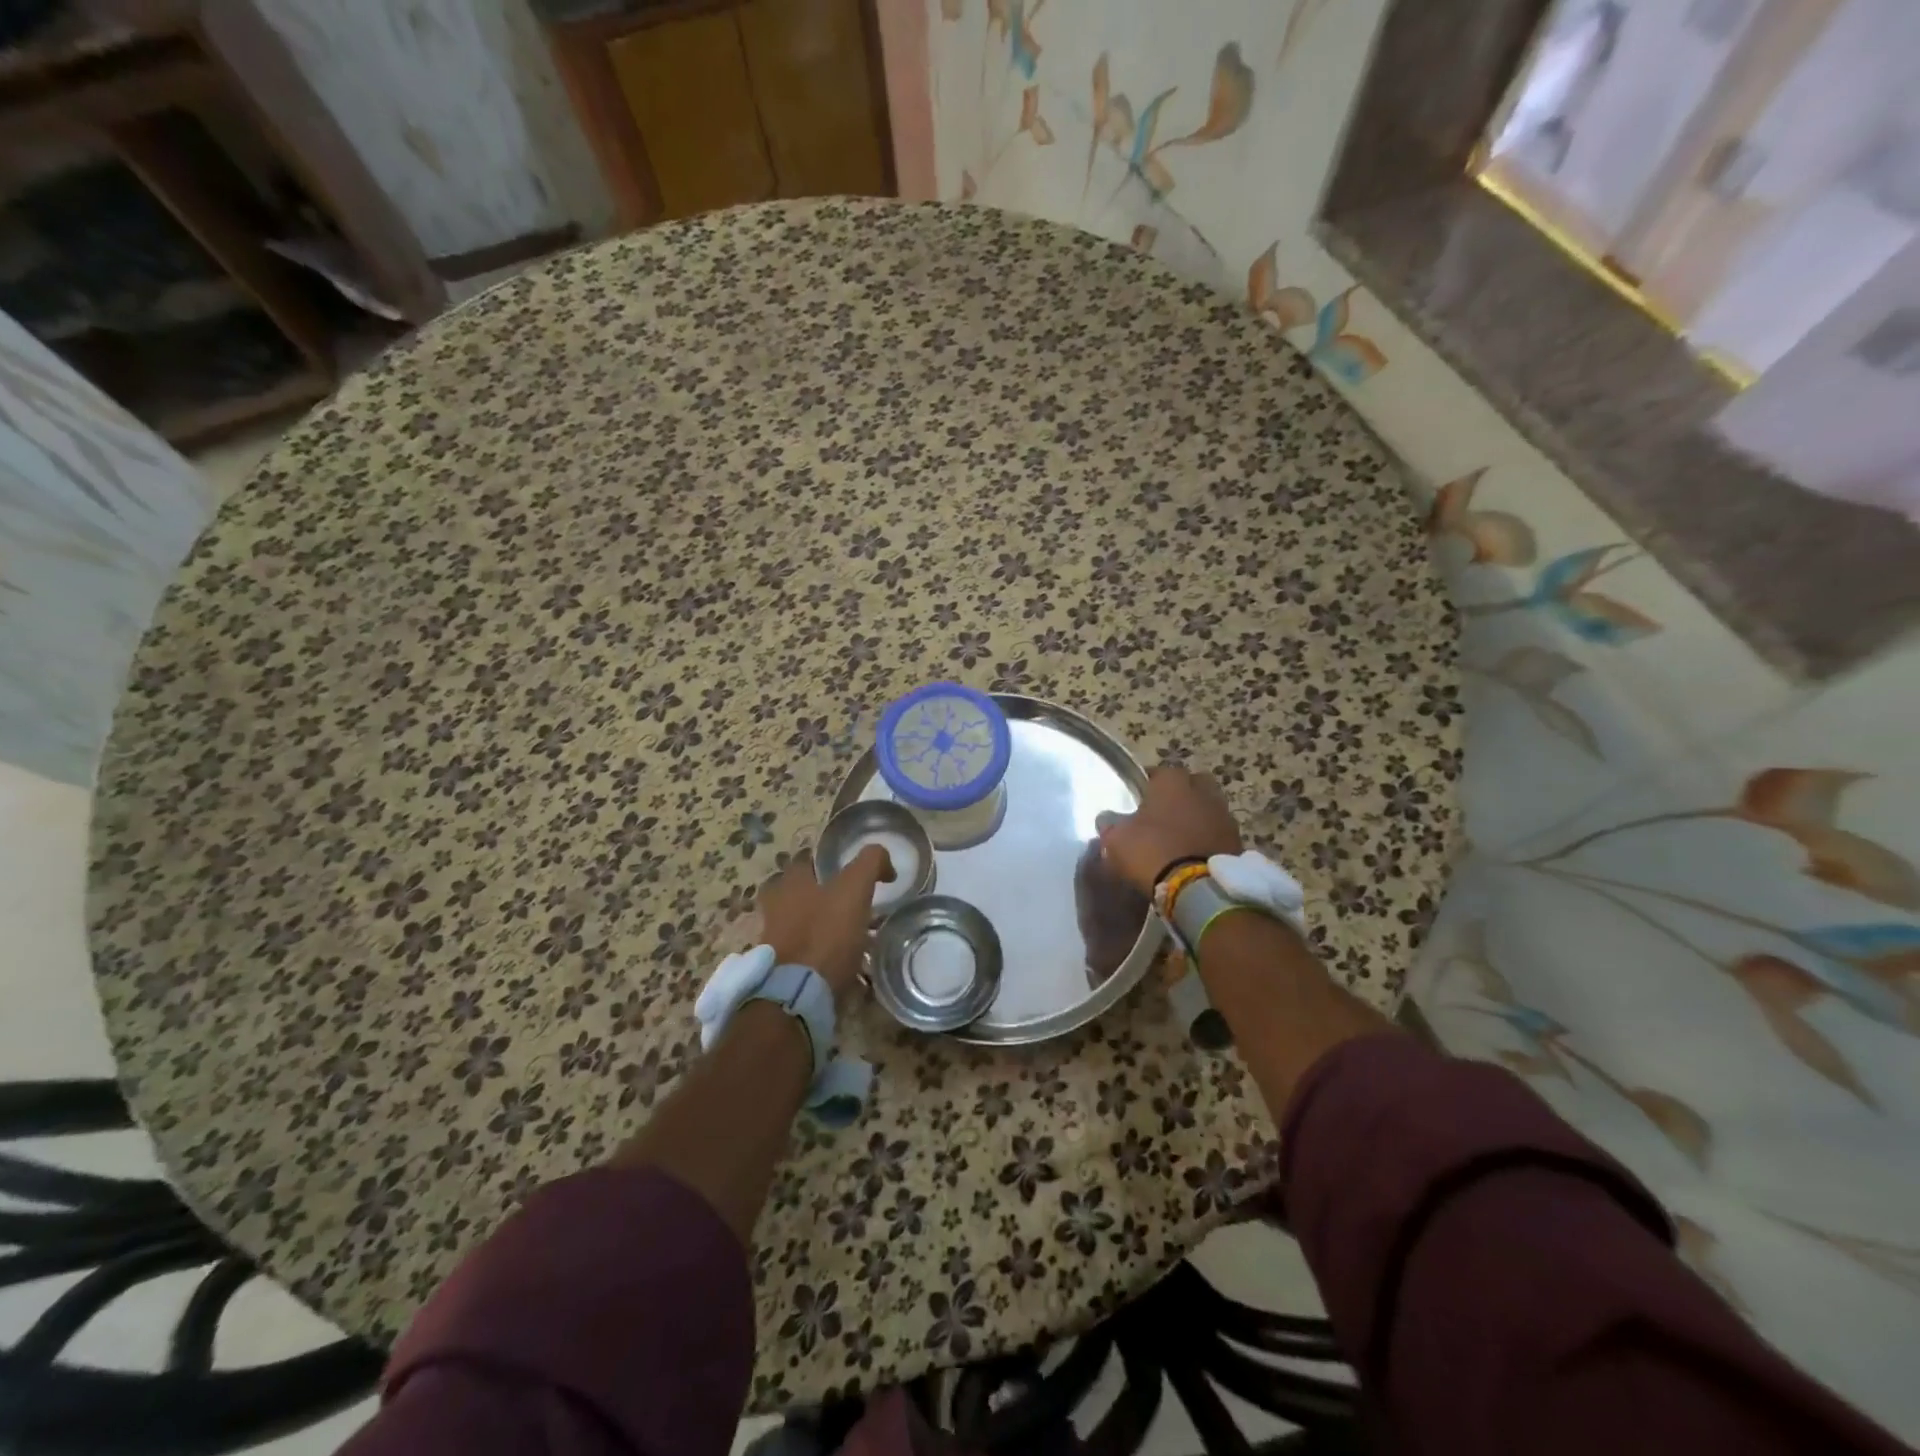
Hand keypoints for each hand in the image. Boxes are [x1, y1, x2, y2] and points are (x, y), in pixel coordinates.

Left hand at [758, 846, 894, 1000]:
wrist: (797, 995)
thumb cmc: (824, 935)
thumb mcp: (854, 889)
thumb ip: (870, 864)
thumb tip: (884, 861)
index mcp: (789, 886)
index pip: (806, 863)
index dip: (829, 865)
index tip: (853, 875)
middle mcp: (776, 910)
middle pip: (801, 896)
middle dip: (823, 899)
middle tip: (854, 908)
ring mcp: (777, 943)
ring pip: (804, 928)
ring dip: (825, 931)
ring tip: (857, 941)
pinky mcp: (783, 973)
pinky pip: (807, 959)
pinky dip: (825, 960)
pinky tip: (848, 968)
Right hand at [1097, 766, 1242, 894]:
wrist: (1198, 888)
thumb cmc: (1152, 852)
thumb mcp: (1117, 840)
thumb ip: (1110, 825)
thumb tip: (1107, 819)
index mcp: (1172, 783)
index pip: (1161, 771)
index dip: (1149, 783)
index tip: (1139, 798)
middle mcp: (1203, 792)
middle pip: (1194, 783)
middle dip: (1182, 793)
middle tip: (1165, 812)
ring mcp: (1224, 816)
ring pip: (1209, 807)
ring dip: (1198, 817)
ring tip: (1181, 836)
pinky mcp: (1238, 841)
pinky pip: (1219, 833)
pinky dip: (1209, 838)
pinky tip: (1196, 854)